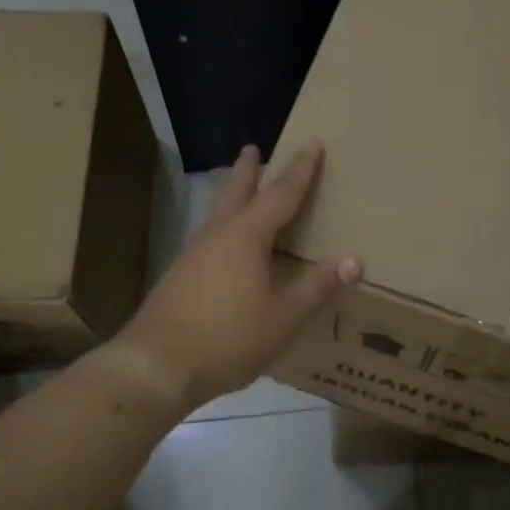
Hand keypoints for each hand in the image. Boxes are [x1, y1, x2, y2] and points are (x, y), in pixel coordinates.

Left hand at [115, 142, 361, 410]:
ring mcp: (193, 255)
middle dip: (248, 170)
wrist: (157, 365)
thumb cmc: (228, 337)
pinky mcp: (180, 277)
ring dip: (232, 197)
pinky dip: (224, 228)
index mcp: (246, 236)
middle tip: (253, 149)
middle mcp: (217, 236)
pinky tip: (227, 249)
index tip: (312, 143)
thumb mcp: (283, 316)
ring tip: (242, 193)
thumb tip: (353, 260)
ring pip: (218, 214)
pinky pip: (210, 239)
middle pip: (236, 192)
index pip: (281, 194)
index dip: (300, 170)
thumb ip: (317, 286)